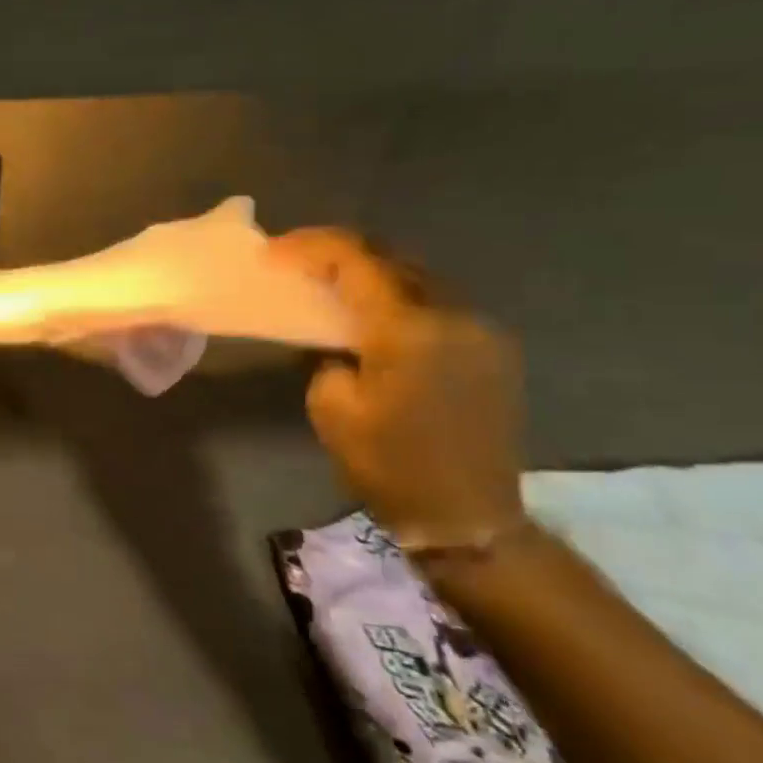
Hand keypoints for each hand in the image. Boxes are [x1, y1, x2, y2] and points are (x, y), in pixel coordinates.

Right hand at [270, 229, 527, 552]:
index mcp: (409, 330)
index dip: (309, 246)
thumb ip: (327, 356)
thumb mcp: (332, 408)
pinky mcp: (492, 348)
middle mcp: (454, 315)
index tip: (271, 252)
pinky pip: (436, 303)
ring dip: (370, 272)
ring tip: (329, 281)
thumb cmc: (389, 465)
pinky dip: (397, 296)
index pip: (355, 260)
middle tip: (295, 260)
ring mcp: (481, 329)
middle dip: (338, 252)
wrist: (467, 515)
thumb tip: (337, 341)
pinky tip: (372, 313)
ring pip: (416, 277)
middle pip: (390, 258)